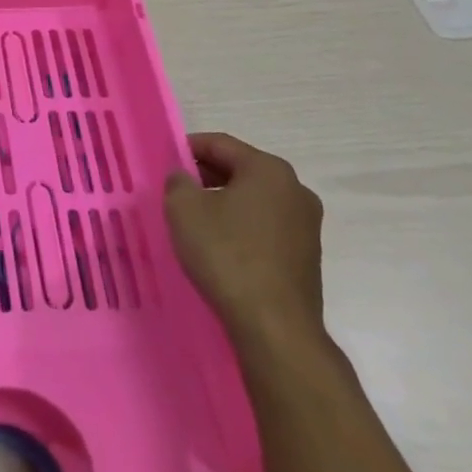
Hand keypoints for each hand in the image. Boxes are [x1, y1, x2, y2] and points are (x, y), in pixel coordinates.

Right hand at [165, 133, 324, 347]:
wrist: (274, 326)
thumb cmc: (226, 254)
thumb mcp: (184, 209)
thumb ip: (178, 182)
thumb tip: (183, 176)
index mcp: (269, 170)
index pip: (220, 144)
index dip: (187, 148)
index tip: (164, 161)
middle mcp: (295, 190)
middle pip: (240, 169)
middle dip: (205, 176)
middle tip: (175, 190)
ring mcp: (306, 225)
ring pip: (254, 199)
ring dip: (223, 202)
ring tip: (193, 219)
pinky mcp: (306, 255)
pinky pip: (265, 226)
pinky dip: (240, 226)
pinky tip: (219, 245)